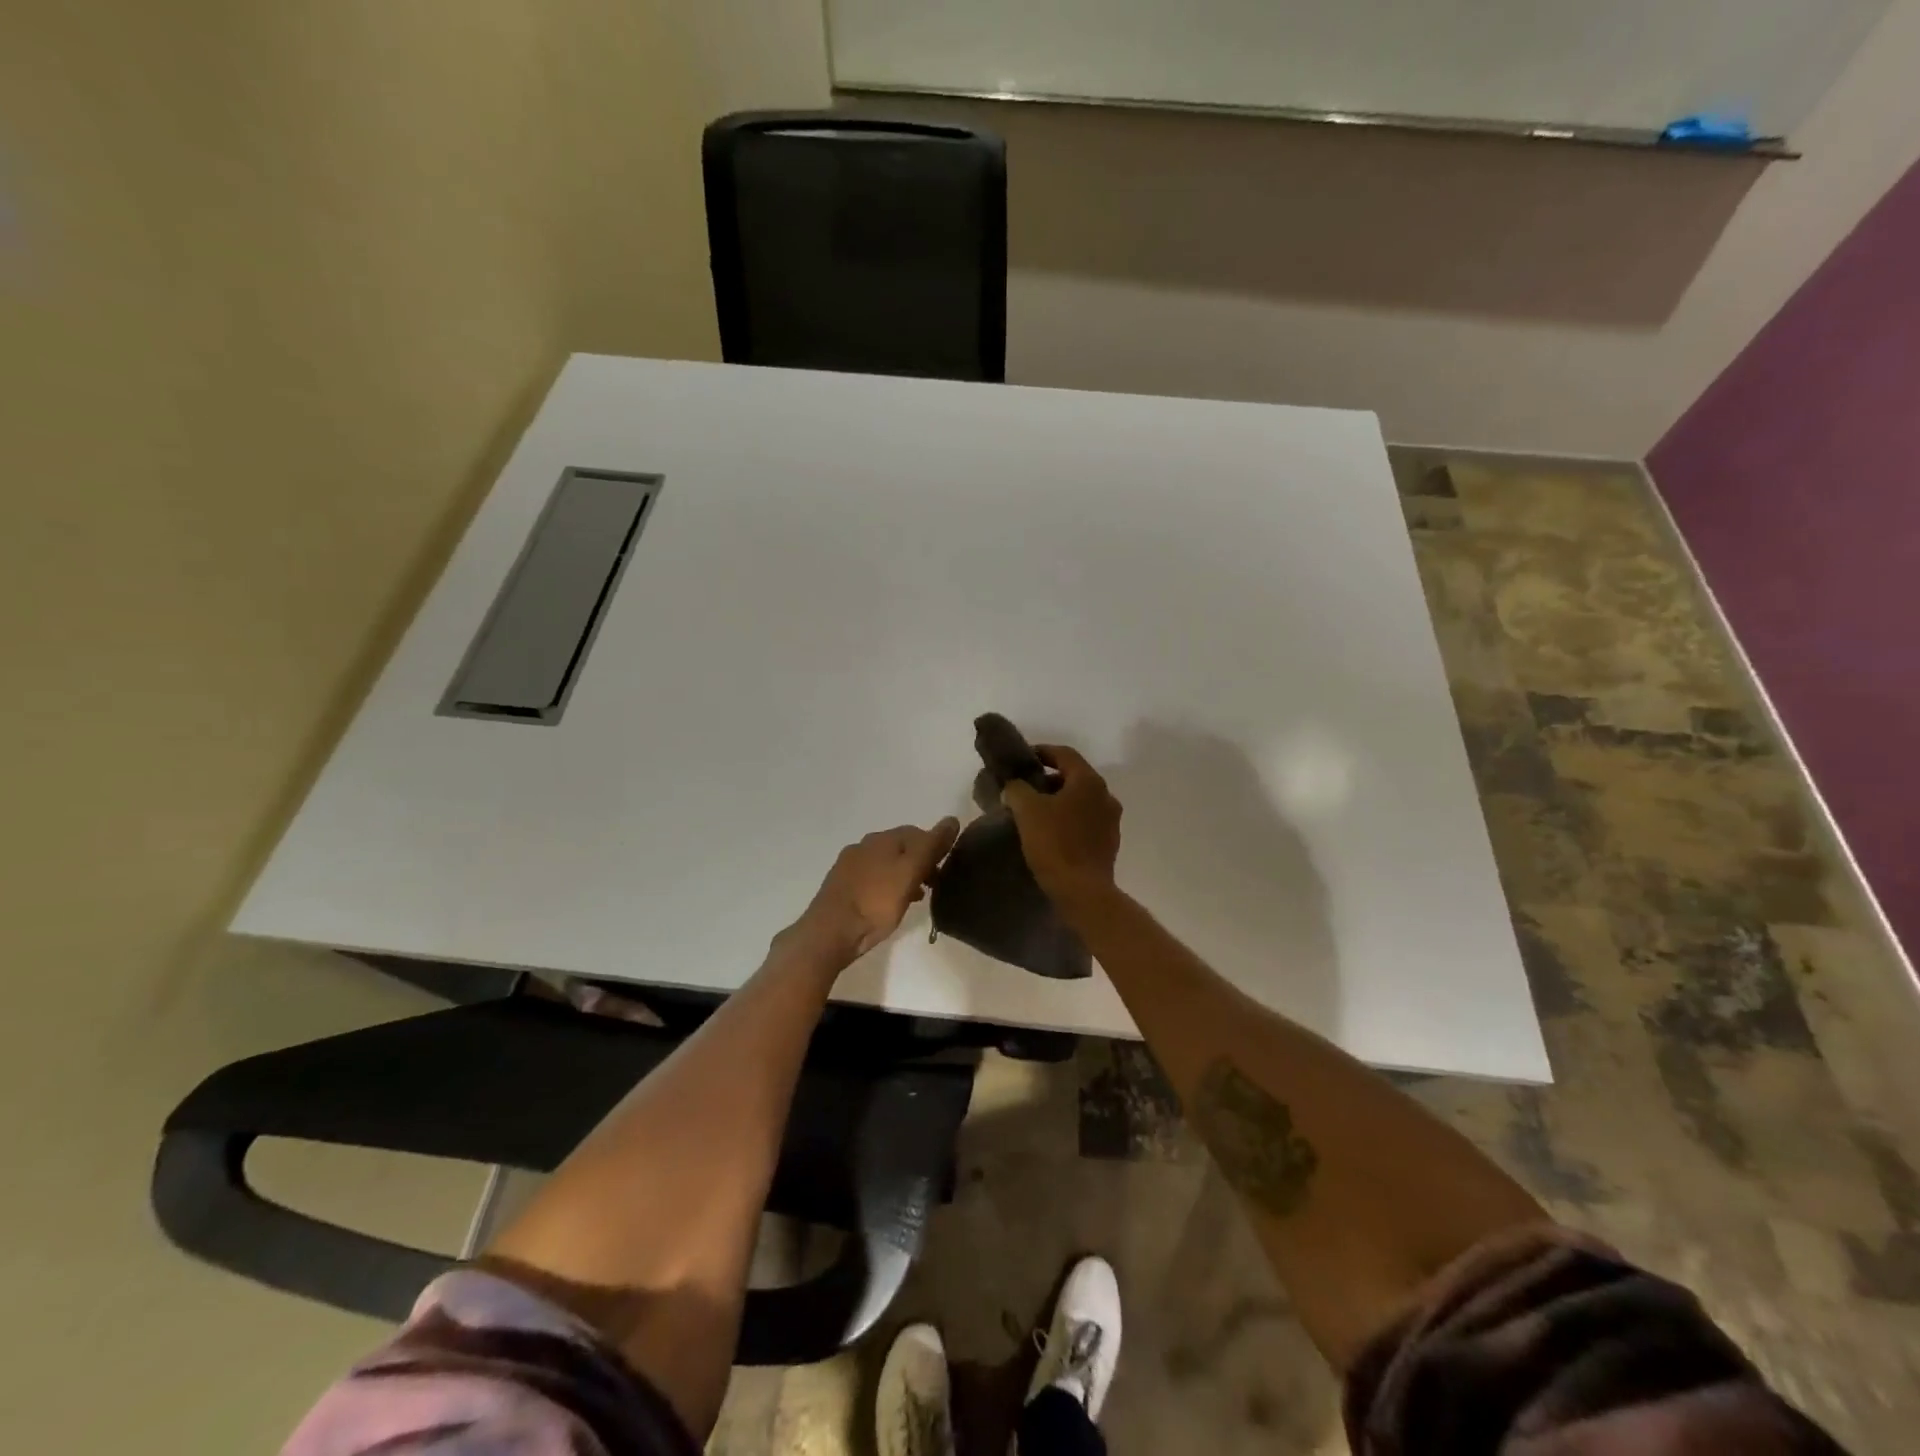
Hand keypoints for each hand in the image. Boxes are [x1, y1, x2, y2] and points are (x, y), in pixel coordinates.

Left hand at [789, 818, 961, 961]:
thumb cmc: (876, 901)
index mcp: (882, 839)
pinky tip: (891, 904)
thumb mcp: (910, 873)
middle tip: (934, 885)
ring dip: (904, 875)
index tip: (946, 869)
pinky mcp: (841, 887)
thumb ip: (931, 846)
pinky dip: (887, 887)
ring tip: (917, 897)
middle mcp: (864, 845)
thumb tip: (952, 819)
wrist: (830, 932)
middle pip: (900, 847)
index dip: (935, 847)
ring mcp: (849, 866)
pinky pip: (872, 880)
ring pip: (886, 864)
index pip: (917, 832)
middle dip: (919, 862)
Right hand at [1001, 744, 1121, 904]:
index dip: (1042, 752)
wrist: (1082, 892)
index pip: (1064, 754)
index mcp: (1089, 782)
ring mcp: (1110, 821)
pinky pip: (1085, 822)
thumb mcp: (1027, 810)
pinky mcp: (1108, 844)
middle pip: (1074, 777)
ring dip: (1058, 802)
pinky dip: (1068, 821)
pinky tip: (1050, 833)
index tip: (1023, 759)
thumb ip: (1017, 789)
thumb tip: (1015, 786)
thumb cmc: (1055, 844)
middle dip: (1048, 780)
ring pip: (1080, 801)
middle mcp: (1106, 796)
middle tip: (1024, 788)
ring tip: (1034, 813)